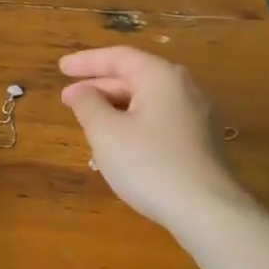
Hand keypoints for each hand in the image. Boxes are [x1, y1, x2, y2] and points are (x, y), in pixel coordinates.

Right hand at [59, 47, 243, 232]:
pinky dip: (133, 122)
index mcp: (161, 77)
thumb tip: (80, 91)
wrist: (207, 211)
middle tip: (68, 98)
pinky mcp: (200, 142)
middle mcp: (184, 88)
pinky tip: (118, 142)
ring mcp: (197, 116)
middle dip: (99, 86)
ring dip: (115, 106)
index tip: (60, 68)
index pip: (119, 57)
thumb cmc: (149, 164)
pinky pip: (159, 120)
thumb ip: (88, 104)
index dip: (86, 62)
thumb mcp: (106, 132)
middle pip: (135, 77)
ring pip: (147, 100)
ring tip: (88, 120)